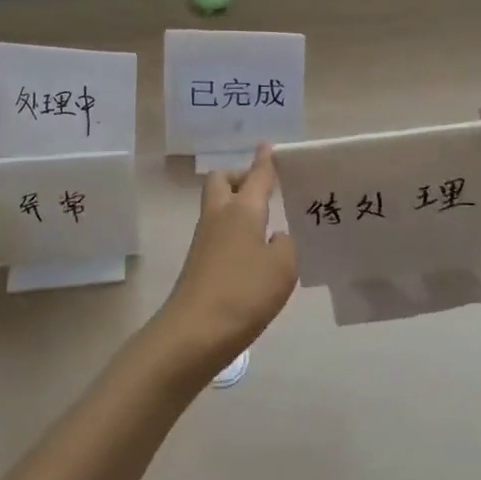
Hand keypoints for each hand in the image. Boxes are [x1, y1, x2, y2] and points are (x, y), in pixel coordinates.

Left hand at [154, 144, 297, 375]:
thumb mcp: (283, 268)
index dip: (265, 161)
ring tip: (267, 223)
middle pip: (222, 181)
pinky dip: (235, 231)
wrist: (193, 333)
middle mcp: (219, 216)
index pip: (256, 175)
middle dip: (240, 178)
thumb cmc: (243, 293)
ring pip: (218, 206)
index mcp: (242, 209)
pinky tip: (254, 254)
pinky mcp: (199, 263)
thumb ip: (287, 245)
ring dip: (237, 206)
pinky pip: (218, 231)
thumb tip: (277, 236)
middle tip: (264, 191)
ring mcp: (204, 239)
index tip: (269, 146)